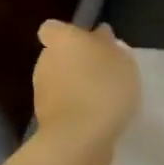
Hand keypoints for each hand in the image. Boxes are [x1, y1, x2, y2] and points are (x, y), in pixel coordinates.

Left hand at [30, 21, 139, 164]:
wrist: (80, 136)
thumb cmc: (105, 87)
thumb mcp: (122, 59)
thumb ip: (109, 44)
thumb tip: (100, 35)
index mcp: (63, 41)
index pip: (54, 28)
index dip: (70, 35)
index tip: (90, 45)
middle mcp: (46, 60)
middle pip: (59, 54)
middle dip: (77, 61)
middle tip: (104, 72)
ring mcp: (41, 89)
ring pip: (59, 79)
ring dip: (76, 85)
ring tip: (103, 97)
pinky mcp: (44, 116)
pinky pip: (63, 103)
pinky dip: (75, 106)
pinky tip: (96, 115)